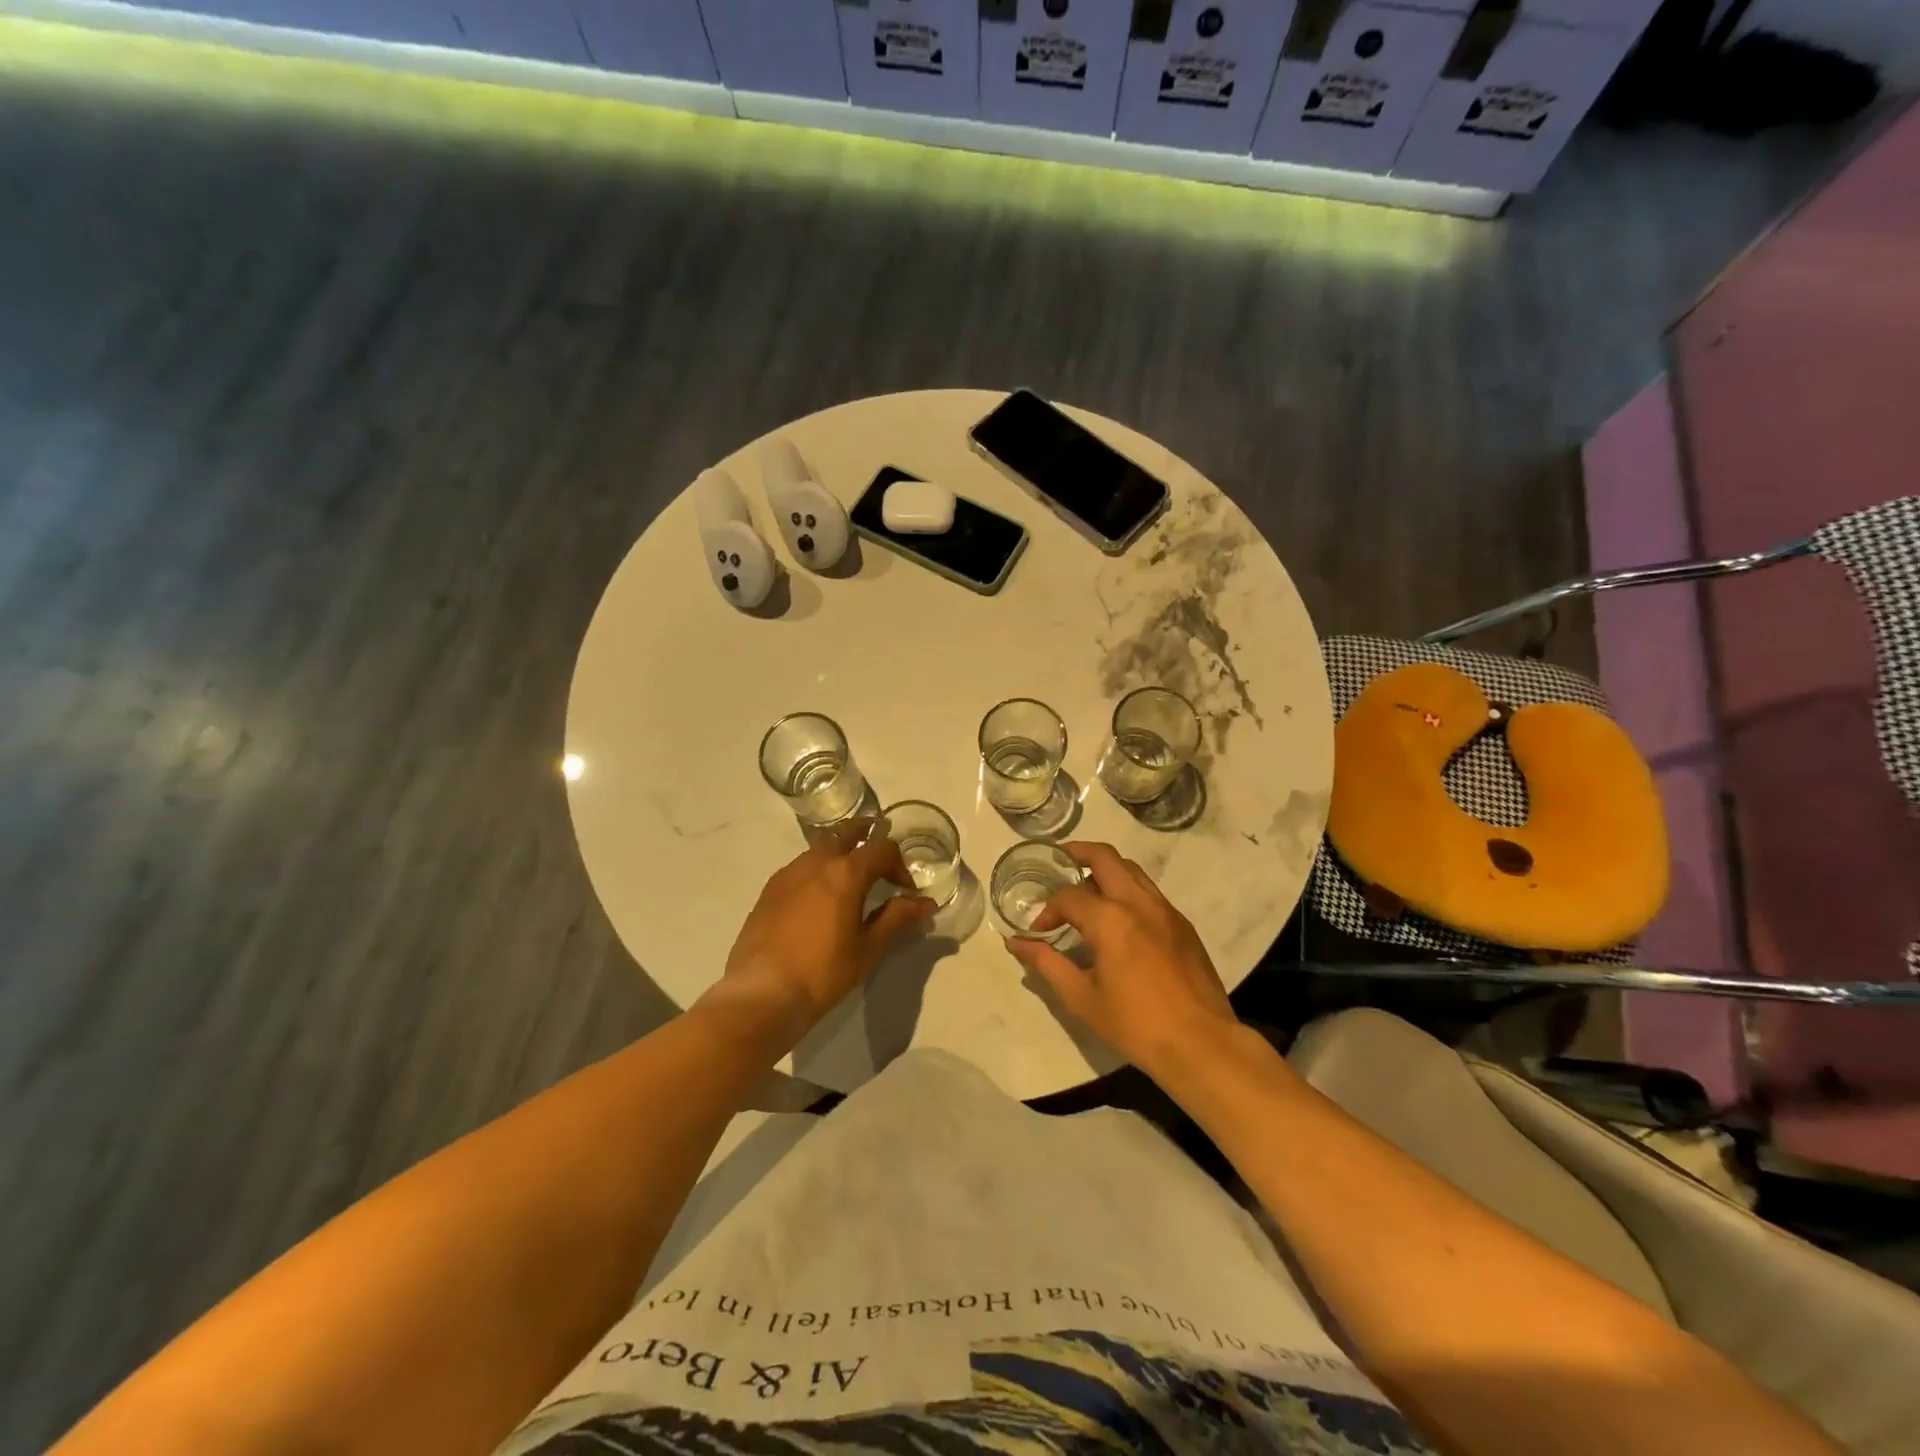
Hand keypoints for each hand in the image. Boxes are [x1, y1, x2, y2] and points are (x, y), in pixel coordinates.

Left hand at [708, 819, 937, 1040]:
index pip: (882, 848)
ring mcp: (788, 873)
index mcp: (846, 872)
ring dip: (840, 854)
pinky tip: (818, 900)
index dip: (899, 865)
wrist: (762, 993)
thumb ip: (897, 917)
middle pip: (846, 833)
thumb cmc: (823, 971)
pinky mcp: (769, 889)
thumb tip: (926, 903)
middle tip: (879, 858)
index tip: (905, 890)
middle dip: (867, 836)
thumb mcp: (868, 947)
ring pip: (820, 848)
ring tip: (849, 881)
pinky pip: (800, 867)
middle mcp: (816, 862)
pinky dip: (817, 871)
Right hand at [1003, 841, 1238, 1077]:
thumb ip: (1047, 963)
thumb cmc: (1136, 1024)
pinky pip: (1149, 892)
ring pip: (1131, 870)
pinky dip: (1127, 891)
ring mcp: (1165, 910)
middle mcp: (1138, 902)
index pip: (1068, 896)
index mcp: (1110, 919)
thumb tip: (1016, 943)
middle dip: (1078, 854)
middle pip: (1105, 857)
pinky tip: (1120, 920)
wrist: (1201, 1044)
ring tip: (1087, 892)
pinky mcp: (1182, 924)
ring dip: (1105, 871)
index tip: (1039, 932)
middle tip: (1060, 864)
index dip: (1048, 910)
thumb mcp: (1082, 998)